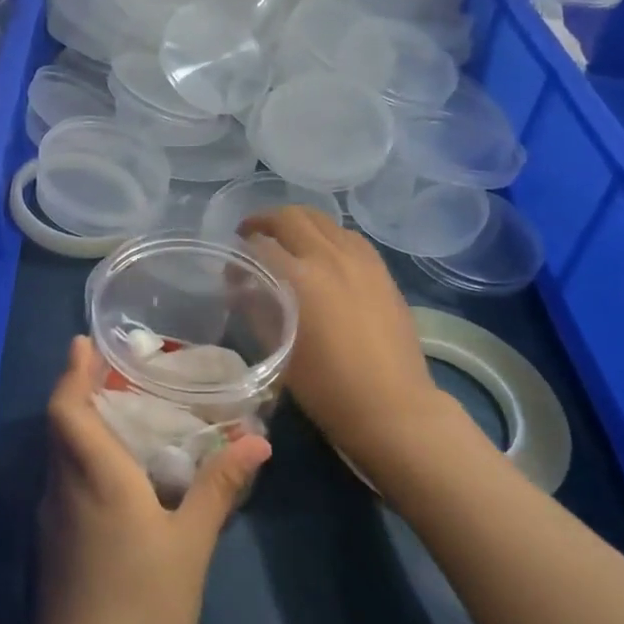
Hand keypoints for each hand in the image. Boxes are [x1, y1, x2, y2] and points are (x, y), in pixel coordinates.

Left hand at [35, 336, 271, 623]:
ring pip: (60, 453)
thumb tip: (256, 442)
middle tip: (116, 371)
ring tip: (121, 411)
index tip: (84, 343)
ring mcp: (53, 516)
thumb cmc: (143, 604)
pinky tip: (116, 470)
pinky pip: (64, 479)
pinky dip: (82, 457)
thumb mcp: (190, 543)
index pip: (67, 409)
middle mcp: (64, 486)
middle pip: (61, 425)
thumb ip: (218, 488)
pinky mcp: (52, 541)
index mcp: (95, 476)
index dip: (72, 372)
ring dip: (81, 424)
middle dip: (80, 391)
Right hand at [239, 206, 464, 489]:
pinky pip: (349, 236)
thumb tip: (241, 285)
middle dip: (264, 222)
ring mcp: (361, 259)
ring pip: (323, 220)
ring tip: (286, 241)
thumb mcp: (278, 347)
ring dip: (298, 224)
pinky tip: (323, 254)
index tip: (231, 270)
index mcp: (300, 277)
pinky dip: (327, 235)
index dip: (239, 252)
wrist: (391, 406)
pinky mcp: (381, 270)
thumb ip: (256, 307)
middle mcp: (331, 256)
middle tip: (251, 237)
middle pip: (291, 217)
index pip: (259, 244)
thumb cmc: (326, 386)